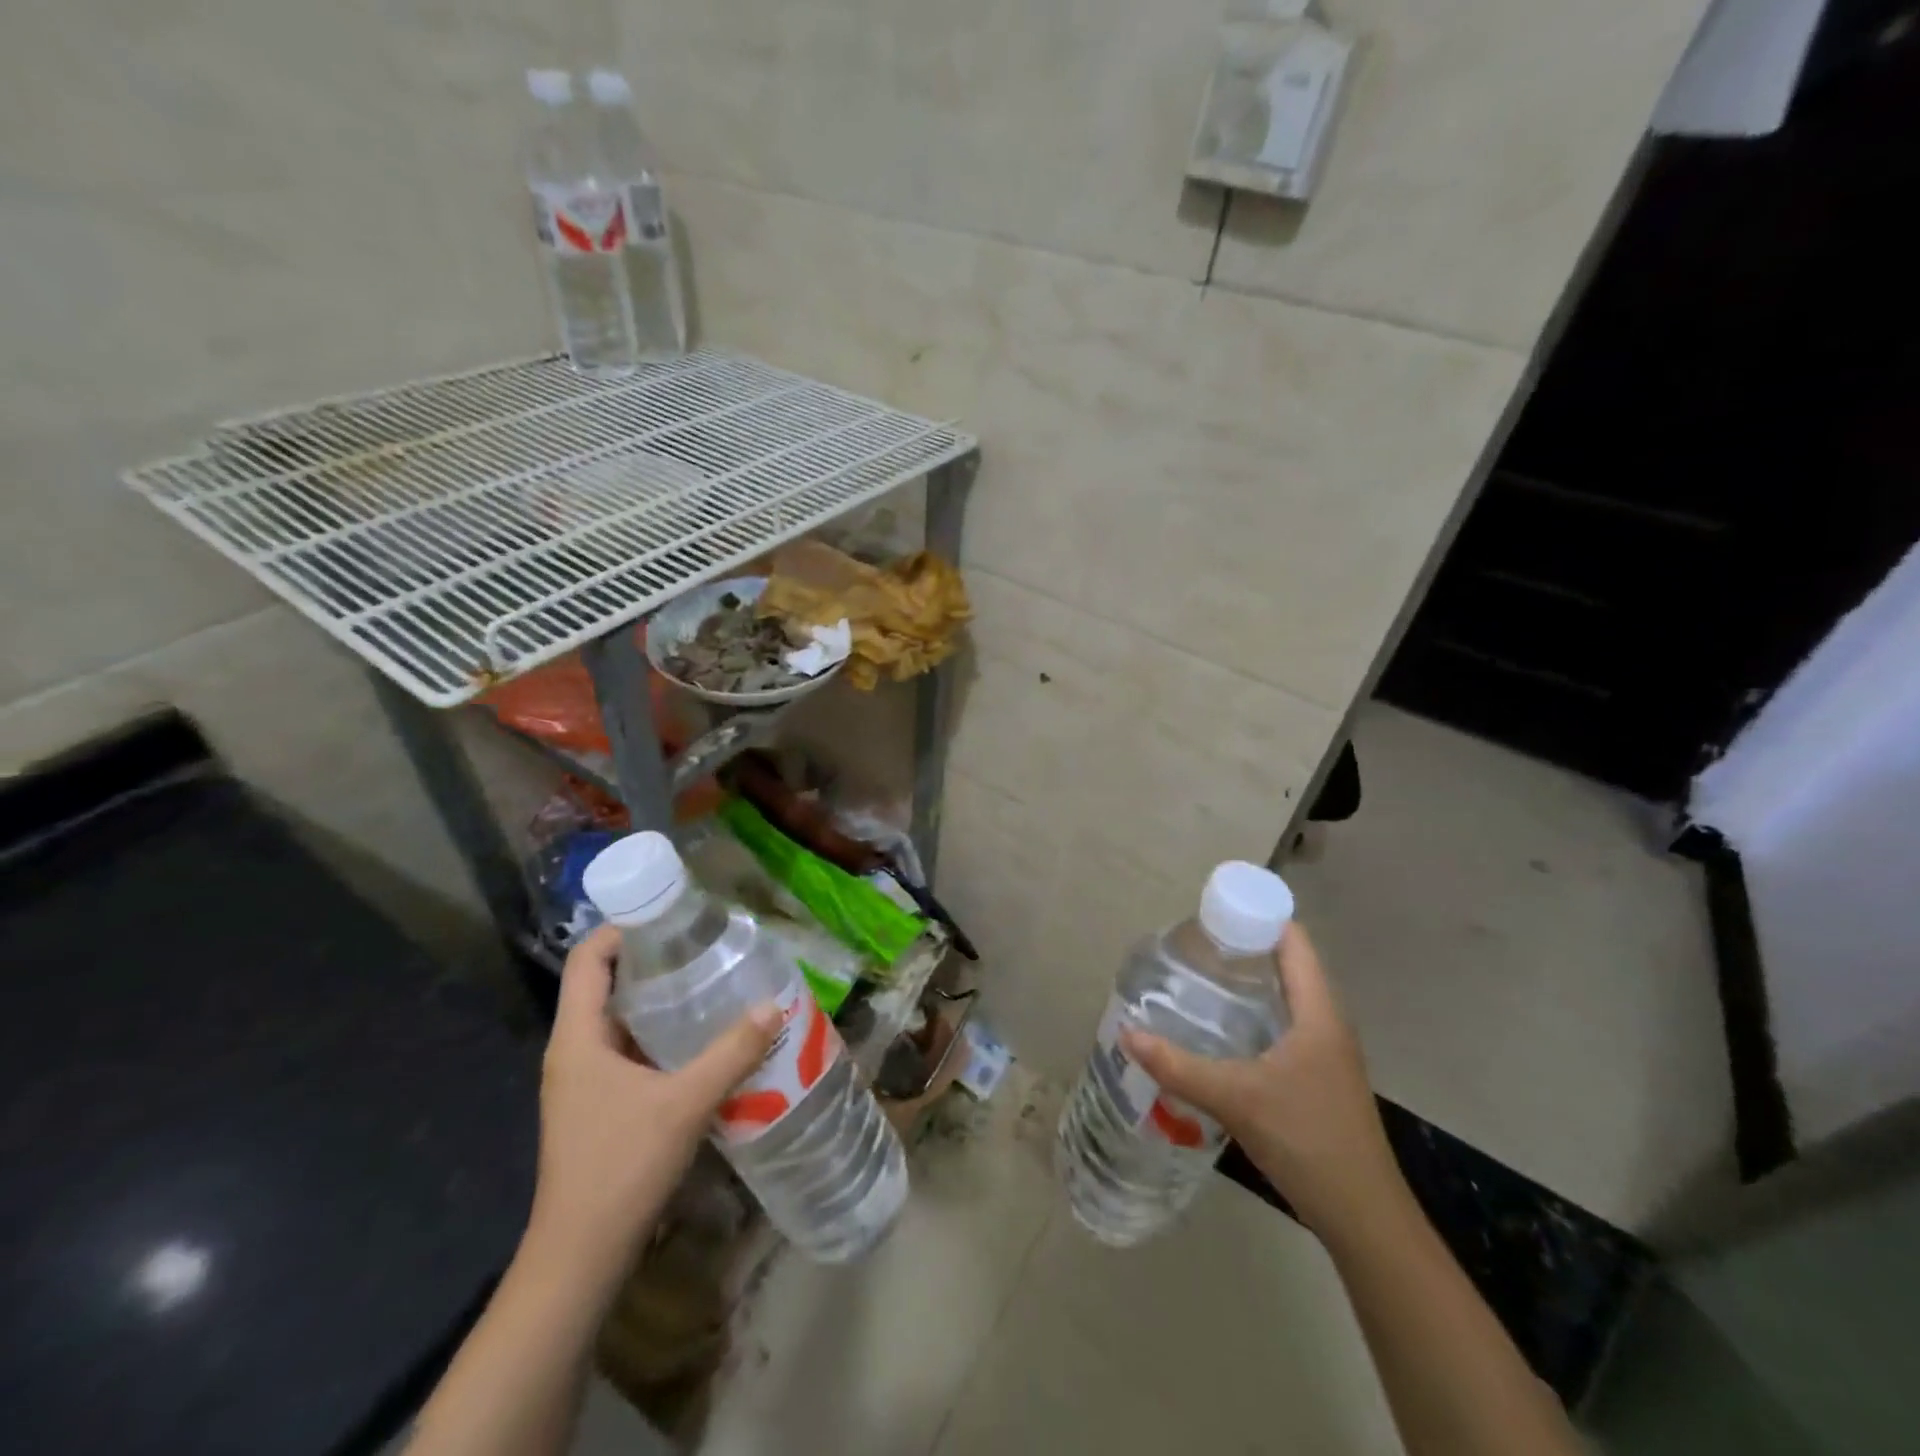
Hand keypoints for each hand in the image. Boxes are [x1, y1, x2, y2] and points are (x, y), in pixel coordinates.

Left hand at [525, 926, 780, 1283]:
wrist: (580, 1257)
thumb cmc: (620, 1167)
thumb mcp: (684, 1103)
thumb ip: (732, 1052)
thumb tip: (773, 1004)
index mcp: (578, 1038)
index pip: (587, 959)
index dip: (621, 929)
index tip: (670, 916)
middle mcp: (575, 1051)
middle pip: (606, 984)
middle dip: (653, 961)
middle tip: (705, 947)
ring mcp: (585, 1082)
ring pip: (621, 1021)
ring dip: (661, 1001)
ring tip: (713, 985)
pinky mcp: (600, 1106)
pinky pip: (631, 1052)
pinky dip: (663, 1037)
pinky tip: (704, 1042)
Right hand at [1120, 923, 1405, 1238]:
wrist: (1363, 1216)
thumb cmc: (1308, 1140)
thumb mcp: (1237, 1098)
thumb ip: (1179, 1066)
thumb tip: (1127, 1033)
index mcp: (1318, 1013)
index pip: (1295, 942)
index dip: (1259, 917)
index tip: (1214, 911)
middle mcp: (1326, 1023)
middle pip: (1288, 965)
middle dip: (1244, 948)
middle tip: (1193, 944)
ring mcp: (1326, 1053)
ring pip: (1286, 998)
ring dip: (1249, 982)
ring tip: (1199, 977)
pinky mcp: (1318, 1078)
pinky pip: (1284, 1026)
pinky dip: (1254, 1014)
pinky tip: (1221, 1030)